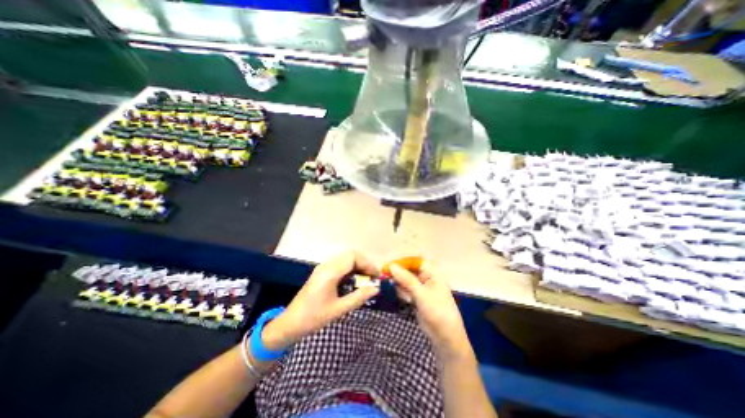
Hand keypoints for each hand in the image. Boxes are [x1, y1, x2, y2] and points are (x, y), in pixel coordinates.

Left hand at [260, 251, 377, 352]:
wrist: (290, 324)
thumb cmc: (313, 318)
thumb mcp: (339, 309)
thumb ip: (359, 297)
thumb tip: (376, 288)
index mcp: (330, 272)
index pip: (353, 257)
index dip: (367, 264)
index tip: (375, 277)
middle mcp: (326, 265)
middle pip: (350, 254)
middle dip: (364, 264)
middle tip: (372, 278)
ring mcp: (323, 268)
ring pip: (345, 258)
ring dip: (358, 266)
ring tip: (365, 280)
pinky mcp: (322, 272)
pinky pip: (340, 264)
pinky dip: (351, 269)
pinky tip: (354, 281)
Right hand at [387, 265, 466, 358]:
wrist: (445, 337)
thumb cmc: (437, 311)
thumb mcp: (422, 294)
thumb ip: (406, 279)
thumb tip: (392, 266)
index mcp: (432, 273)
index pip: (415, 261)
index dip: (402, 261)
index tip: (389, 264)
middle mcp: (426, 278)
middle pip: (409, 269)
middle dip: (397, 271)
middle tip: (384, 274)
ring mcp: (421, 288)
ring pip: (406, 279)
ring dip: (397, 280)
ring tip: (387, 282)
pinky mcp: (416, 297)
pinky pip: (405, 289)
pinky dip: (399, 289)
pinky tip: (393, 290)